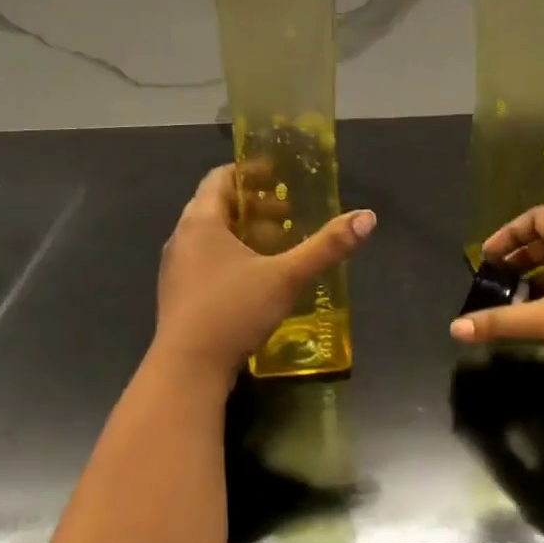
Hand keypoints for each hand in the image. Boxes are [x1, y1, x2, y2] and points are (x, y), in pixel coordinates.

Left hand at [153, 165, 375, 377]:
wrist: (187, 370)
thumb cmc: (233, 311)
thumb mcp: (286, 277)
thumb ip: (326, 247)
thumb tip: (367, 217)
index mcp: (200, 222)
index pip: (220, 179)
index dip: (249, 172)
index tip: (277, 175)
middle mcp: (182, 238)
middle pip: (217, 207)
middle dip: (254, 207)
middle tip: (287, 215)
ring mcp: (176, 269)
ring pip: (211, 237)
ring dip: (244, 234)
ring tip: (277, 247)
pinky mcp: (178, 295)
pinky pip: (206, 262)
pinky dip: (231, 257)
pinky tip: (256, 280)